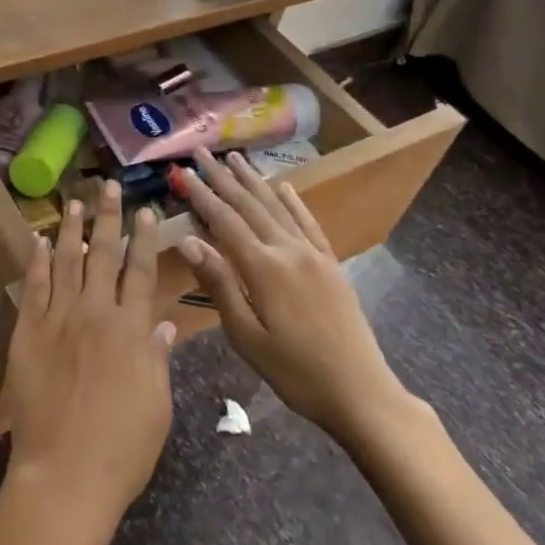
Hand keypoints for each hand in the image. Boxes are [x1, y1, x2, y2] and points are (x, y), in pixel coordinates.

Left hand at [2, 181, 176, 527]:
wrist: (64, 473)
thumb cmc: (122, 448)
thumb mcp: (157, 406)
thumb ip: (158, 359)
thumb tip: (164, 326)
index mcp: (131, 330)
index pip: (141, 272)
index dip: (145, 239)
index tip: (147, 211)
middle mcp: (96, 313)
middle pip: (104, 255)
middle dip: (108, 217)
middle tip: (108, 186)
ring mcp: (58, 319)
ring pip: (65, 261)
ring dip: (71, 229)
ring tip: (74, 201)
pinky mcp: (29, 333)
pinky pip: (33, 287)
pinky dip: (35, 261)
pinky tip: (37, 240)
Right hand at [174, 150, 410, 439]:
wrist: (361, 392)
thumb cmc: (295, 372)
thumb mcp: (246, 336)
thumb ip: (218, 284)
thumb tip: (188, 240)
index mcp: (263, 268)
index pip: (224, 220)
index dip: (202, 194)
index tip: (183, 171)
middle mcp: (288, 250)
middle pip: (249, 205)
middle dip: (223, 177)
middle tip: (202, 151)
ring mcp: (313, 254)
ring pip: (277, 207)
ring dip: (254, 180)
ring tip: (235, 157)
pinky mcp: (331, 264)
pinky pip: (309, 223)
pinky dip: (294, 201)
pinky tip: (284, 186)